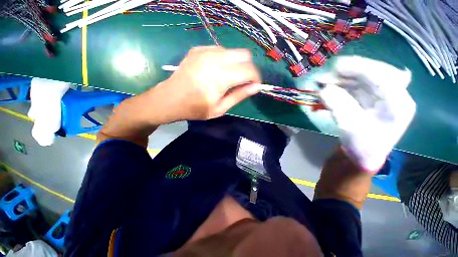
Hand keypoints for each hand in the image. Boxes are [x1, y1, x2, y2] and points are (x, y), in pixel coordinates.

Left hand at [155, 46, 261, 121]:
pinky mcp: (198, 49)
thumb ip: (239, 95)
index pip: (249, 70)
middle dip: (248, 68)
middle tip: (242, 82)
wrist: (170, 99)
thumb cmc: (196, 108)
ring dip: (236, 64)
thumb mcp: (220, 108)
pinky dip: (224, 60)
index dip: (256, 77)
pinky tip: (216, 71)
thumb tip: (256, 87)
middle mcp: (214, 59)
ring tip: (228, 78)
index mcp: (220, 77)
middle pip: (244, 54)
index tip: (254, 86)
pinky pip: (220, 50)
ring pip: (233, 51)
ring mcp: (205, 51)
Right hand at [319, 56, 415, 172]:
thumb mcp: (349, 128)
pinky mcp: (371, 96)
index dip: (361, 68)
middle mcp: (395, 95)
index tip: (337, 66)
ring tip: (323, 81)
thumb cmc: (362, 146)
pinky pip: (357, 84)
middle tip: (327, 74)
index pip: (384, 77)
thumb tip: (323, 89)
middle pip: (375, 73)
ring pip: (364, 78)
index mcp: (399, 104)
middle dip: (349, 71)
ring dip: (342, 78)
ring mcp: (383, 95)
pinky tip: (329, 87)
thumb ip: (338, 106)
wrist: (364, 154)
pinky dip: (341, 84)